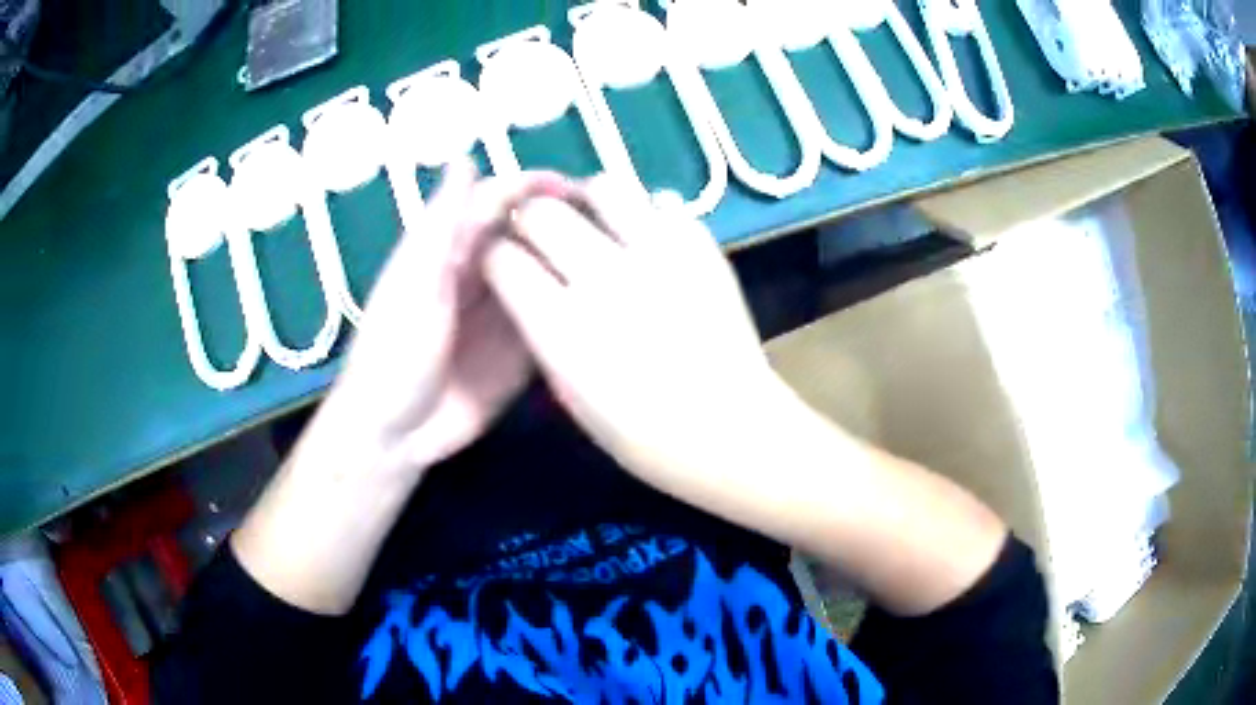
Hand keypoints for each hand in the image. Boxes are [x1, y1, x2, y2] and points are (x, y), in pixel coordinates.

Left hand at [232, 162, 573, 614]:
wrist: (397, 433)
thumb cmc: (392, 353)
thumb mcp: (412, 284)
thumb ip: (440, 226)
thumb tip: (464, 157)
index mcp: (452, 249)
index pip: (499, 201)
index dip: (535, 188)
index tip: (579, 188)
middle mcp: (484, 272)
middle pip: (529, 232)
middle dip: (567, 219)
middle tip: (615, 223)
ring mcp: (507, 311)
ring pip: (547, 272)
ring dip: (579, 260)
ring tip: (625, 255)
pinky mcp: (524, 349)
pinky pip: (555, 317)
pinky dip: (579, 306)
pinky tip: (614, 303)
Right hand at [482, 176, 789, 480]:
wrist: (731, 431)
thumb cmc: (644, 435)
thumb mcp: (569, 394)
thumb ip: (541, 331)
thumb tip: (529, 285)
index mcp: (562, 325)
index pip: (503, 258)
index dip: (495, 256)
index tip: (503, 261)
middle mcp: (603, 277)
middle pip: (541, 212)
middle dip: (528, 220)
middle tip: (539, 235)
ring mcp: (658, 254)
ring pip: (603, 187)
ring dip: (586, 201)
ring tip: (592, 221)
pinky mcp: (702, 247)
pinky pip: (662, 205)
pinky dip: (646, 215)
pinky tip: (647, 240)